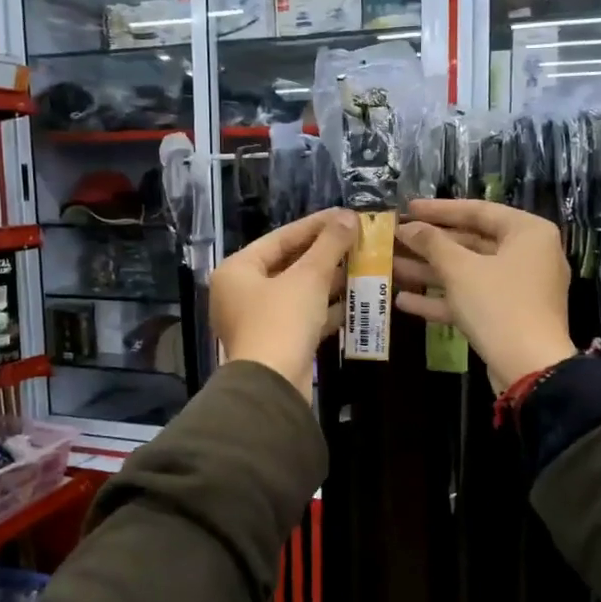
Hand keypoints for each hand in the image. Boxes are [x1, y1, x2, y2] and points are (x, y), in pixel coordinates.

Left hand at [211, 208, 356, 398]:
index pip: (280, 238)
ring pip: (297, 292)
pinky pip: (302, 316)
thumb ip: (330, 244)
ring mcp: (257, 320)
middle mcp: (241, 292)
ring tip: (362, 266)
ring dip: (329, 281)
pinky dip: (325, 309)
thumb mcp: (309, 277)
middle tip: (357, 241)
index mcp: (237, 270)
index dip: (315, 225)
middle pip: (288, 264)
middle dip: (325, 254)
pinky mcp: (275, 342)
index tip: (346, 216)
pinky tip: (355, 301)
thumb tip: (349, 216)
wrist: (272, 385)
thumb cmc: (282, 321)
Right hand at [395, 199, 575, 391]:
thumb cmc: (498, 305)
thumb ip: (432, 243)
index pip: (478, 211)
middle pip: (471, 243)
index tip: (407, 208)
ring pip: (468, 273)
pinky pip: (472, 299)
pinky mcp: (507, 316)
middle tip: (395, 239)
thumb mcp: (460, 269)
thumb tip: (408, 227)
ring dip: (429, 272)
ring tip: (390, 267)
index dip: (439, 210)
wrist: (529, 368)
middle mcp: (528, 255)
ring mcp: (518, 288)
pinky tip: (404, 301)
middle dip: (430, 245)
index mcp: (528, 232)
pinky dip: (442, 299)